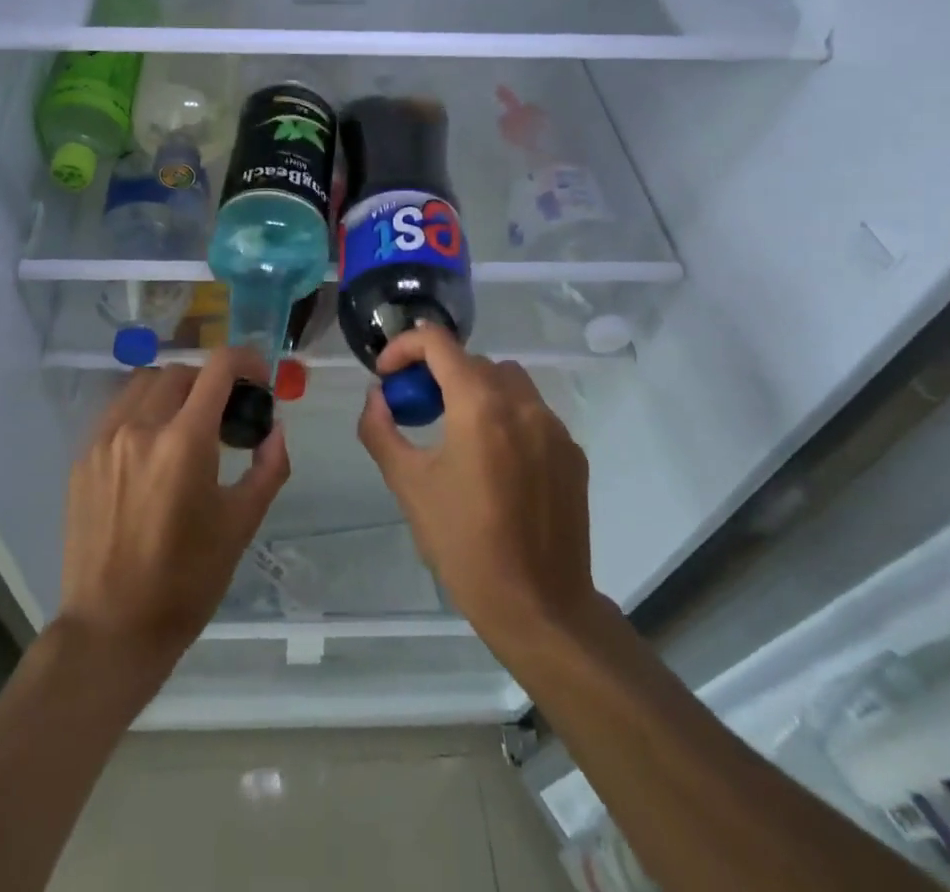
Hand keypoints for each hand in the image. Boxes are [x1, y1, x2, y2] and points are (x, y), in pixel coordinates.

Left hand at [59, 348, 288, 670]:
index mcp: (184, 441)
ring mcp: (104, 440)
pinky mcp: (82, 458)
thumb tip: (275, 429)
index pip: (218, 368)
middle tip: (226, 413)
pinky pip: (117, 411)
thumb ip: (268, 467)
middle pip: (181, 371)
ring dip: (174, 391)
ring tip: (187, 425)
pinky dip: (142, 412)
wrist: (111, 629)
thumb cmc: (186, 581)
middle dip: (210, 382)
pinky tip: (152, 449)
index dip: (246, 361)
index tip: (259, 379)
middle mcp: (140, 427)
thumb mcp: (240, 524)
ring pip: (144, 384)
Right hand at [358, 327, 600, 657]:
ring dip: (475, 389)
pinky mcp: (572, 453)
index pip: (438, 342)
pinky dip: (506, 417)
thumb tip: (377, 396)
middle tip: (417, 407)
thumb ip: (381, 430)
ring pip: (508, 380)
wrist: (539, 607)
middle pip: (473, 361)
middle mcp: (522, 403)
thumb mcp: (408, 485)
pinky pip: (533, 413)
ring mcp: (554, 427)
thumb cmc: (464, 545)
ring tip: (456, 429)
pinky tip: (495, 462)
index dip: (405, 347)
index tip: (388, 376)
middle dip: (437, 373)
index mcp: (479, 405)